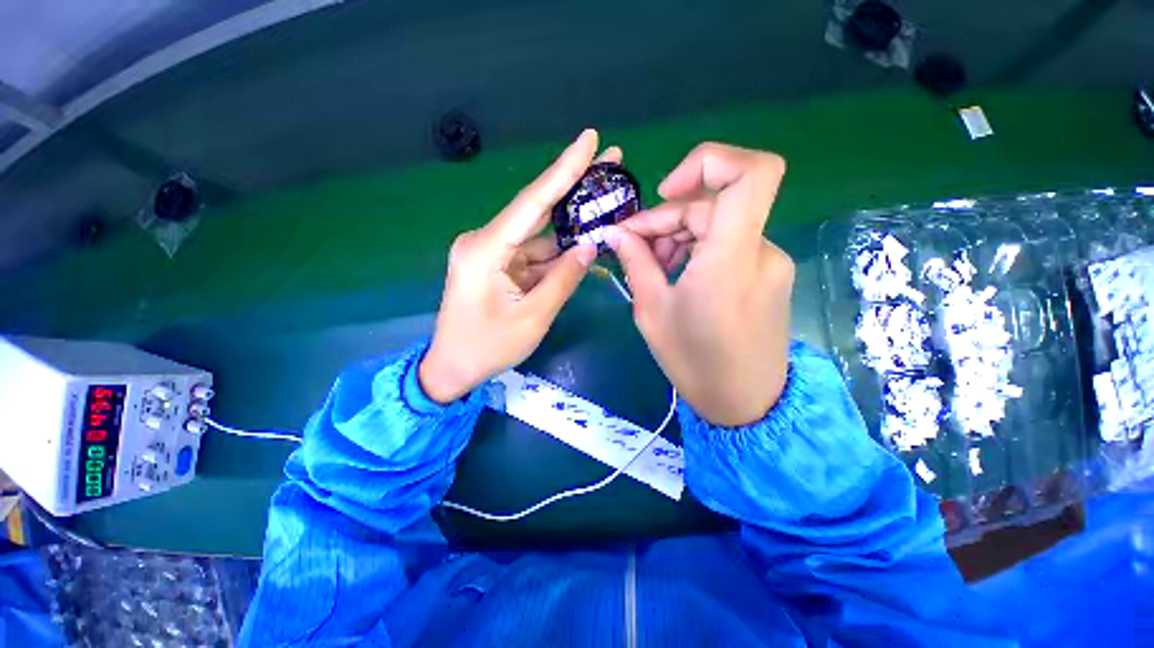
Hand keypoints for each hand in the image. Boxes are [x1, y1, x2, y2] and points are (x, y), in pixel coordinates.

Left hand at [420, 130, 621, 402]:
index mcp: (486, 250)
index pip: (532, 202)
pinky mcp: (497, 264)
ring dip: (569, 223)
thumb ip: (563, 279)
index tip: (589, 138)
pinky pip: (532, 252)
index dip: (564, 169)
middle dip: (573, 186)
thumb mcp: (533, 318)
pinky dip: (556, 250)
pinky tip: (582, 243)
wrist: (453, 367)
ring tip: (604, 205)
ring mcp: (491, 252)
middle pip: (536, 208)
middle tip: (609, 161)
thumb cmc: (488, 347)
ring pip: (537, 232)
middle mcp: (485, 241)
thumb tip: (589, 245)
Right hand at [605, 143, 793, 426]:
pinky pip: (729, 243)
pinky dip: (698, 248)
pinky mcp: (768, 272)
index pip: (750, 174)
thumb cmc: (694, 364)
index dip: (708, 162)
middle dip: (666, 218)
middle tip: (632, 245)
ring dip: (680, 234)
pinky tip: (676, 273)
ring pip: (719, 223)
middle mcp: (759, 251)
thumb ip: (636, 263)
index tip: (666, 191)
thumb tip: (617, 232)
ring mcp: (769, 261)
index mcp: (730, 260)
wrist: (745, 403)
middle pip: (713, 204)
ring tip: (652, 265)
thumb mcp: (652, 312)